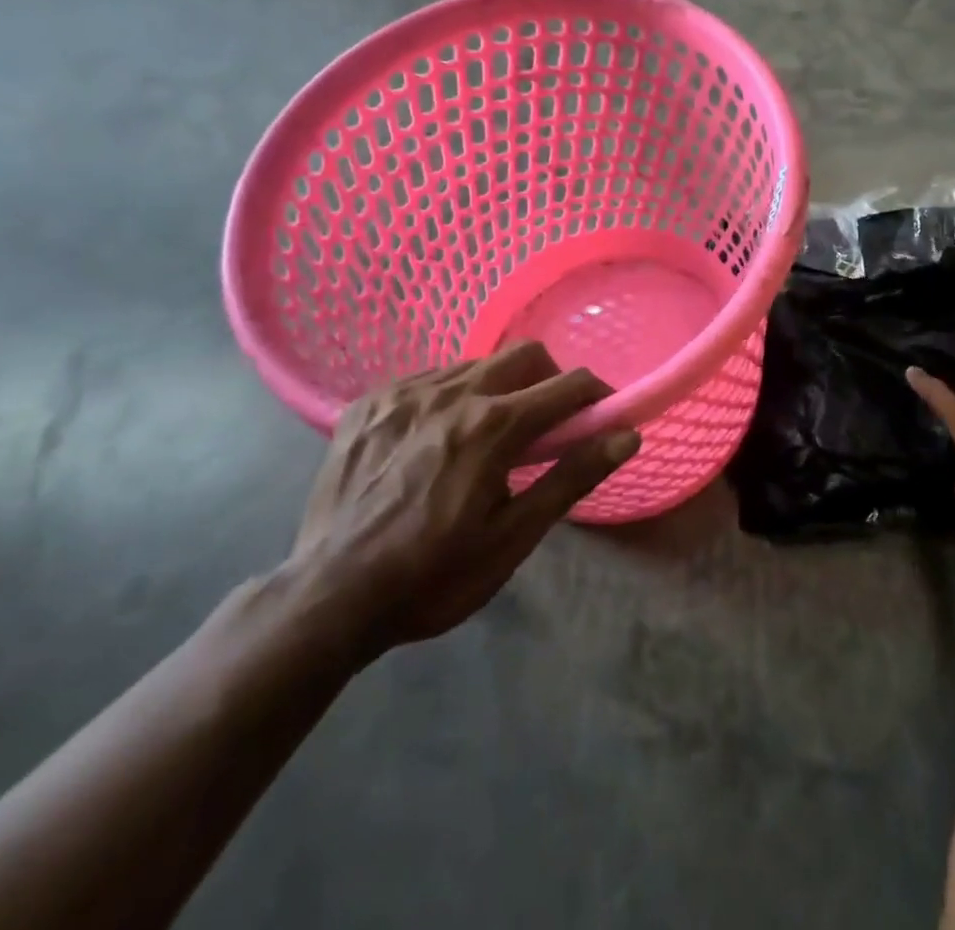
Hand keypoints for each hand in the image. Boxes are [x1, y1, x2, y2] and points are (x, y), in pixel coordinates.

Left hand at [290, 342, 637, 662]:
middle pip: (525, 354)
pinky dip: (453, 396)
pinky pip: (430, 377)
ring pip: (477, 363)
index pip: (569, 384)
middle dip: (550, 381)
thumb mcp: (513, 537)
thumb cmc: (433, 576)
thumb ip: (572, 477)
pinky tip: (441, 437)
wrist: (328, 599)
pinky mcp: (370, 402)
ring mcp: (405, 392)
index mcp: (493, 426)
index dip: (597, 396)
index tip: (602, 418)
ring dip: (501, 388)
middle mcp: (451, 393)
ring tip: (489, 437)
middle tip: (547, 427)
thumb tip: (627, 435)